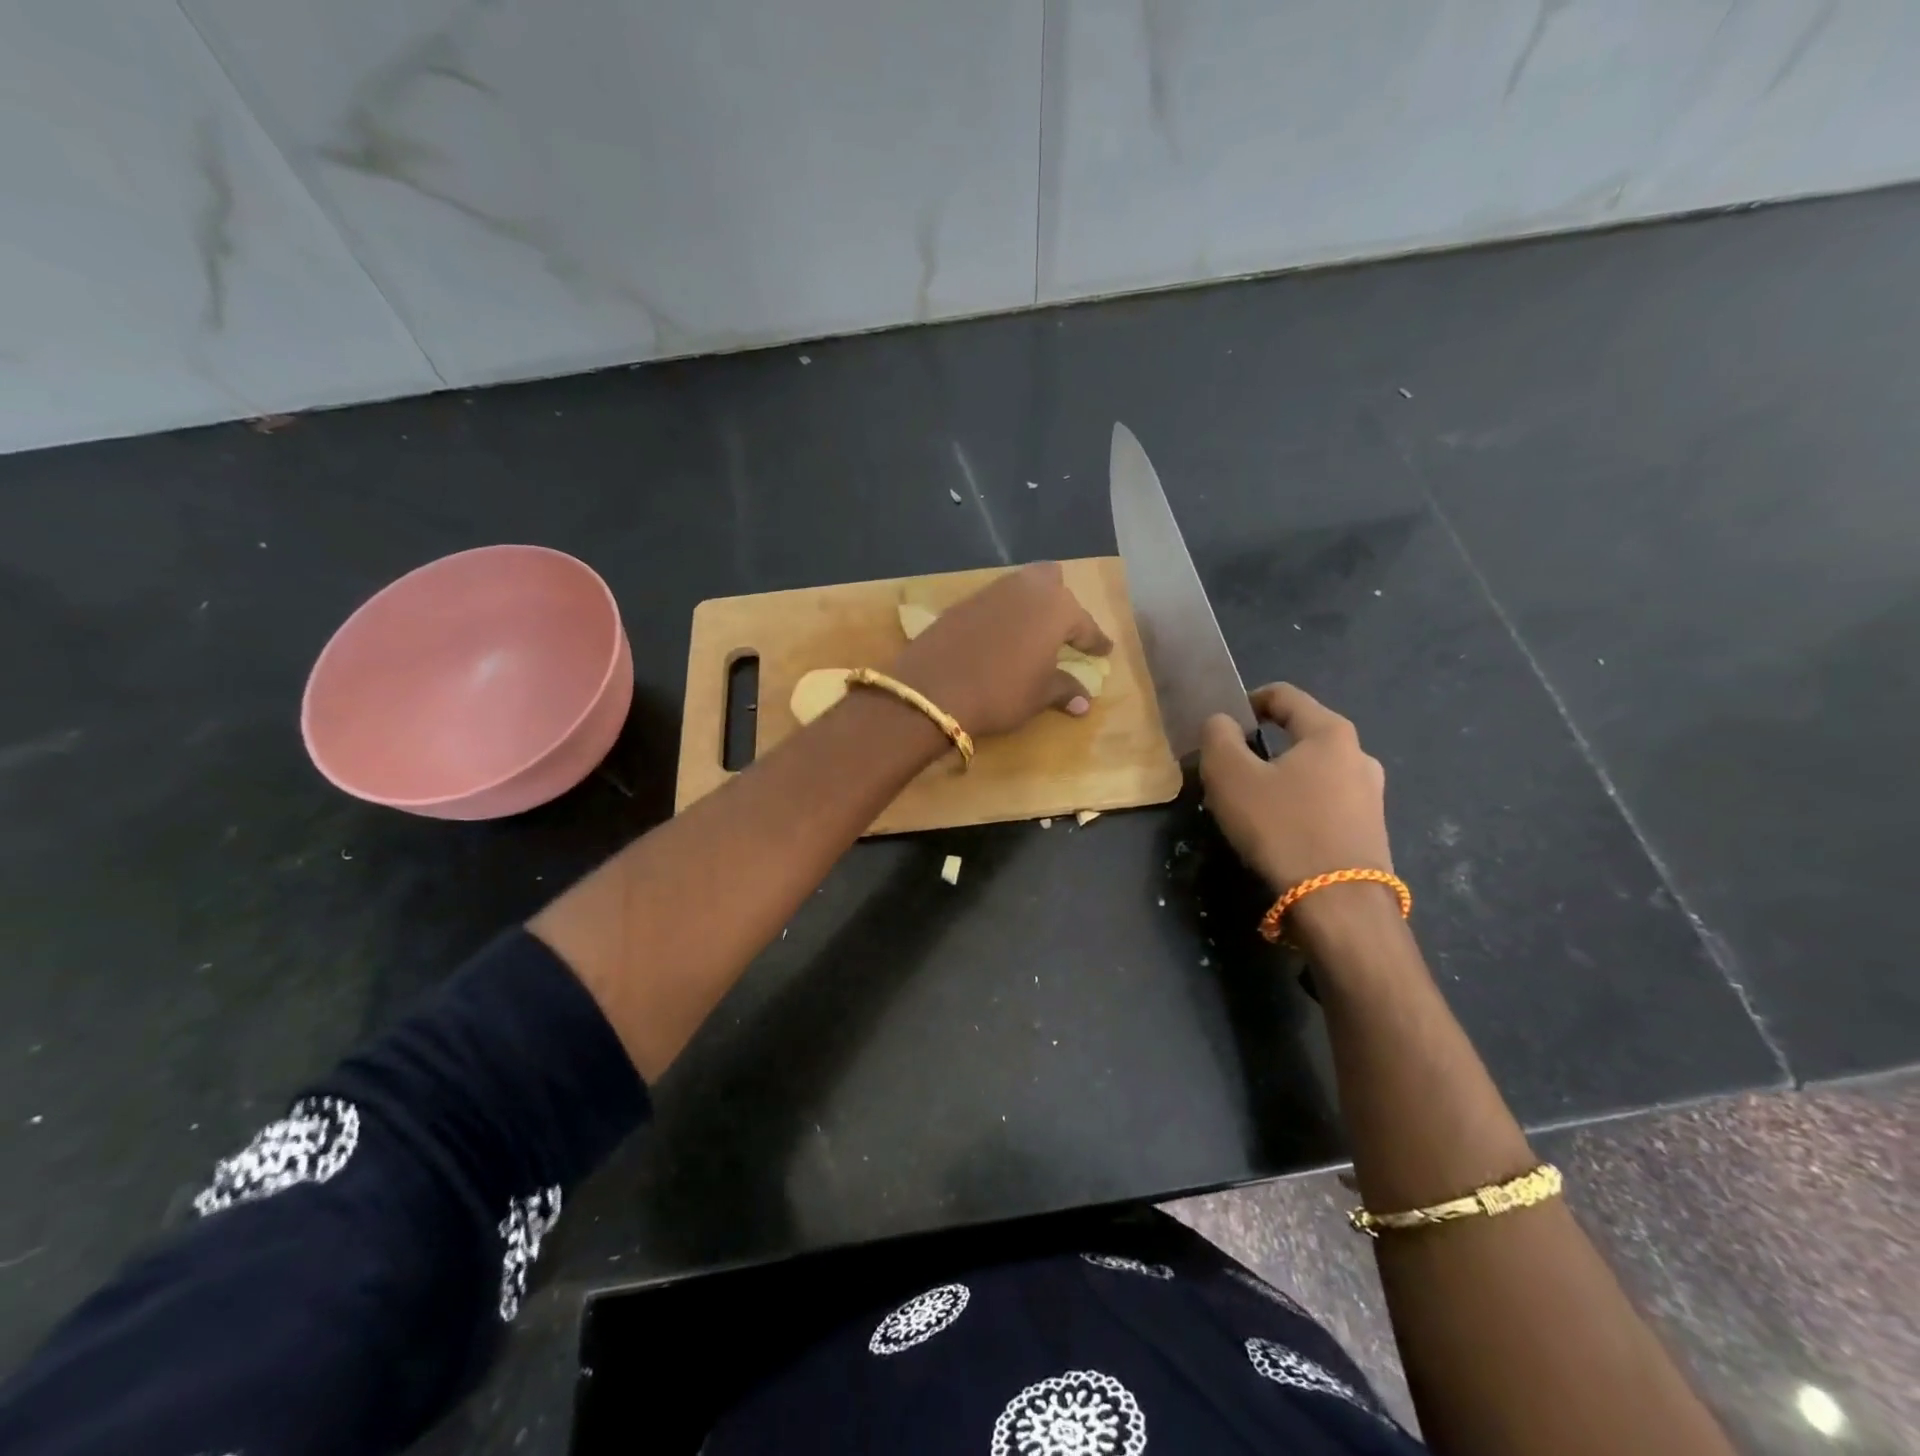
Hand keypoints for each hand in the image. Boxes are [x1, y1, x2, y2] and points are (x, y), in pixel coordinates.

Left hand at [888, 562, 1112, 737]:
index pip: (1085, 624)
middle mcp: (1026, 589)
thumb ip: (1064, 690)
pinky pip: (993, 601)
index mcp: (1056, 608)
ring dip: (1029, 605)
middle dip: (1060, 601)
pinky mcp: (962, 602)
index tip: (1104, 649)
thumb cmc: (1000, 692)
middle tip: (1062, 629)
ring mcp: (991, 592)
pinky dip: (1002, 614)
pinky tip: (998, 636)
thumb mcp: (1038, 696)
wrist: (933, 689)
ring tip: (1031, 631)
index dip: (1095, 640)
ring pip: (1020, 586)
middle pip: (1052, 581)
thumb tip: (1084, 702)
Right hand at [1199, 683, 1391, 893]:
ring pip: (1311, 773)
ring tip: (1249, 807)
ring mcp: (1371, 795)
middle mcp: (1359, 756)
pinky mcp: (1370, 831)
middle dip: (1260, 748)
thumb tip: (1222, 723)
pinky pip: (1324, 804)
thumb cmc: (1281, 828)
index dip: (1248, 701)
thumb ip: (1218, 737)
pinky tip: (1276, 833)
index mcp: (1330, 732)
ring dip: (1278, 780)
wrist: (1339, 905)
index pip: (1284, 695)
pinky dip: (1297, 807)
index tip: (1222, 724)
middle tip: (1229, 773)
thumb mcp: (1230, 776)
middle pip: (1299, 736)